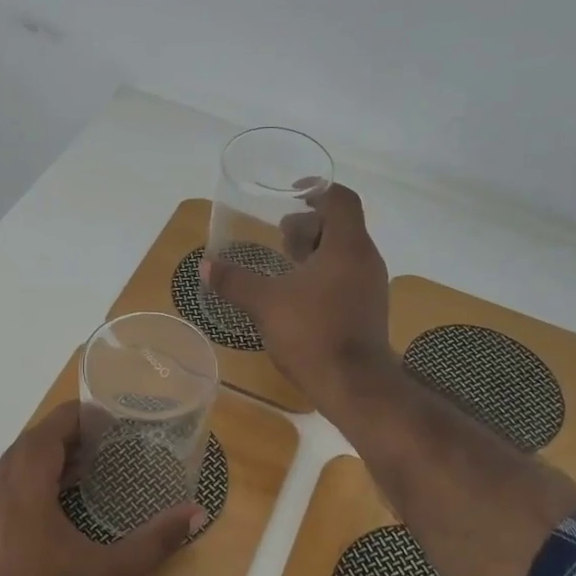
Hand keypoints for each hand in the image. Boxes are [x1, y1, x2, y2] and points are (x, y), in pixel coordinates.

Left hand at [0, 401, 202, 575]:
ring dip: (38, 462)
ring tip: (77, 468)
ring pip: (5, 474)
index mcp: (23, 497)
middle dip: (57, 438)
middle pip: (22, 450)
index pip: (43, 437)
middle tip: (96, 440)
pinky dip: (23, 487)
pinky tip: (51, 508)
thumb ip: (158, 538)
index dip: (71, 418)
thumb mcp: (117, 575)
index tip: (101, 415)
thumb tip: (196, 511)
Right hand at [201, 183, 391, 411]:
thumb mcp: (266, 304)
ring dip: (315, 251)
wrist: (354, 385)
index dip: (318, 190)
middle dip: (309, 225)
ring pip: (344, 253)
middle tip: (279, 236)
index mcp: (347, 247)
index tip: (292, 195)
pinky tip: (297, 294)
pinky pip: (346, 276)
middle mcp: (365, 259)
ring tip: (284, 263)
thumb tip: (205, 267)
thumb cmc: (313, 333)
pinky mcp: (368, 309)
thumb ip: (235, 281)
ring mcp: (371, 286)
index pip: (341, 200)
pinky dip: (323, 273)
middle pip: (341, 226)